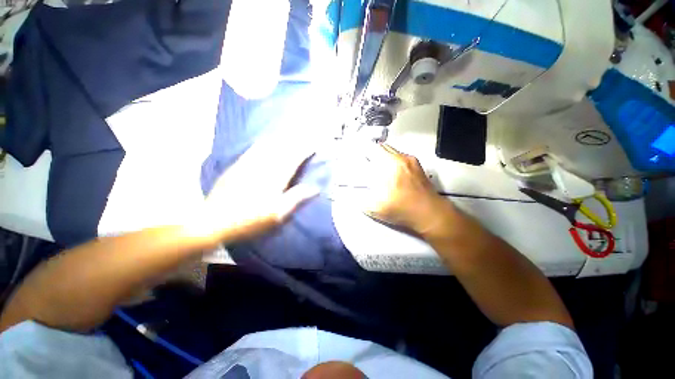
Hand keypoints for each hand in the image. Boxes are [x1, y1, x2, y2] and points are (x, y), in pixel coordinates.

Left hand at [186, 134, 318, 243]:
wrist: (214, 221)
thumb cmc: (250, 220)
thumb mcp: (277, 214)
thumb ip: (296, 198)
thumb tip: (314, 188)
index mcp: (275, 178)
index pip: (294, 159)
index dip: (305, 151)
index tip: (314, 146)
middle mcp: (263, 166)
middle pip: (282, 149)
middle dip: (296, 141)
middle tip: (305, 135)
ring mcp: (248, 164)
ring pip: (268, 146)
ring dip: (281, 138)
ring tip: (290, 133)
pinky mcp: (237, 165)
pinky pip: (253, 149)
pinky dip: (263, 142)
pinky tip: (266, 139)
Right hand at [359, 143, 454, 235]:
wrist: (430, 213)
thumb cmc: (403, 210)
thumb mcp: (377, 209)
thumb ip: (361, 201)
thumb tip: (353, 195)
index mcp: (390, 165)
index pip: (371, 149)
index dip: (362, 153)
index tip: (358, 159)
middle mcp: (400, 158)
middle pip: (381, 147)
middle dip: (371, 154)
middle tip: (367, 165)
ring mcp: (410, 160)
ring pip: (391, 150)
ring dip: (382, 157)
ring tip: (378, 170)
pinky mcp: (417, 165)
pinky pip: (400, 156)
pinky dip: (392, 160)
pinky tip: (392, 173)